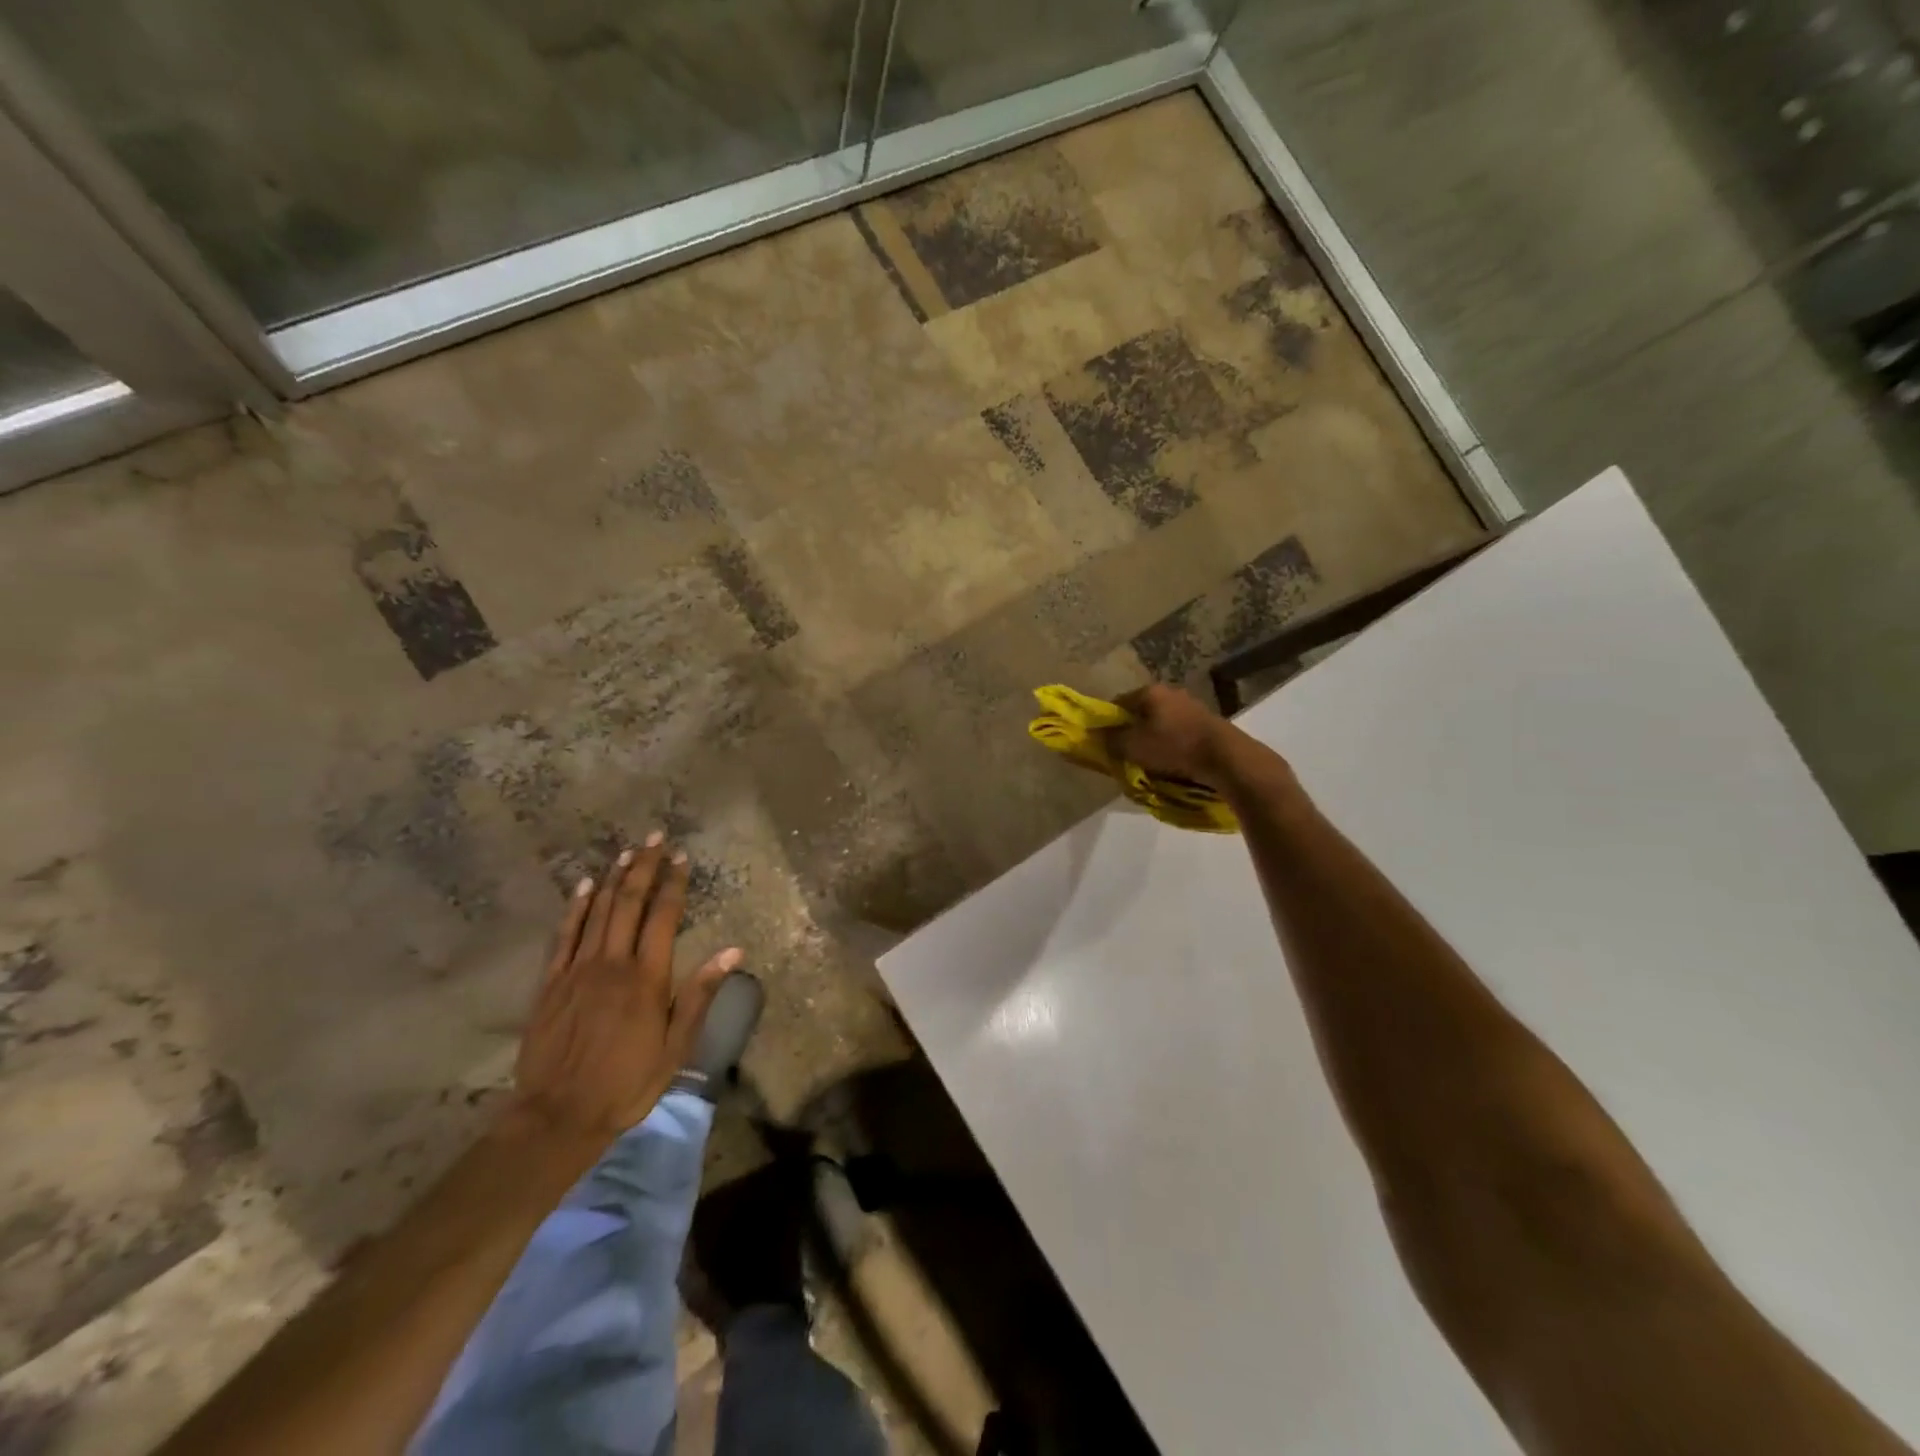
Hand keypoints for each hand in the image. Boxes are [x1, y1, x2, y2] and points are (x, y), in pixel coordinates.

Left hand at [510, 835, 739, 1144]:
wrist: (558, 1116)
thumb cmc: (627, 1083)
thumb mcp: (676, 1046)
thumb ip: (700, 994)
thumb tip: (733, 951)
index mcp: (646, 978)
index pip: (663, 916)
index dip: (673, 883)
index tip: (681, 857)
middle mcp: (612, 963)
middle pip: (629, 903)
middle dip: (643, 867)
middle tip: (654, 837)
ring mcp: (577, 970)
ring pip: (598, 912)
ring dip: (614, 878)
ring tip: (627, 851)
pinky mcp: (551, 983)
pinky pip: (564, 935)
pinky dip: (575, 907)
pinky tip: (584, 886)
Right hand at [1107, 684, 1286, 791]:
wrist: (1224, 756)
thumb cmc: (1173, 746)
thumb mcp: (1132, 746)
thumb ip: (1110, 739)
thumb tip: (1093, 733)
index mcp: (1149, 691)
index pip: (1117, 702)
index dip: (1107, 722)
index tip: (1104, 741)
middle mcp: (1170, 692)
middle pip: (1140, 711)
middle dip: (1131, 730)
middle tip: (1126, 752)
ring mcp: (1190, 705)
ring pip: (1160, 721)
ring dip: (1153, 737)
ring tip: (1150, 759)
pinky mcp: (1206, 721)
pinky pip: (1178, 731)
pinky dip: (1171, 742)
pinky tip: (1172, 759)